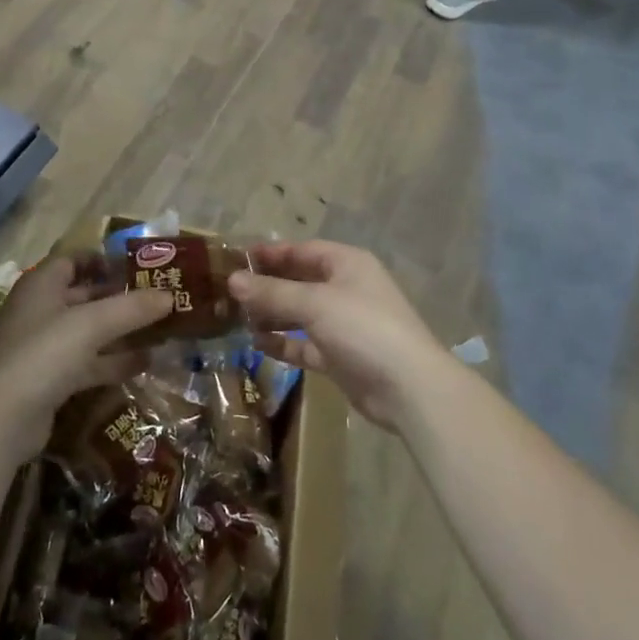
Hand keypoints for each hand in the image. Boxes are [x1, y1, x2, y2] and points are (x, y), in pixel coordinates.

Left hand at [0, 255, 175, 465]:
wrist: (3, 420)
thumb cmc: (44, 353)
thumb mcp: (92, 324)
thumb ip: (132, 308)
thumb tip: (170, 295)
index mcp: (42, 285)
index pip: (74, 259)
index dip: (104, 259)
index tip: (139, 265)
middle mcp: (41, 310)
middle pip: (85, 295)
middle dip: (120, 296)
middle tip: (159, 297)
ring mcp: (44, 346)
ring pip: (89, 331)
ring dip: (121, 330)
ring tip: (161, 329)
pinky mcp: (51, 379)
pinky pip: (88, 361)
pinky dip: (113, 360)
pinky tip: (145, 363)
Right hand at [229, 241, 450, 432]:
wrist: (409, 389)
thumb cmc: (363, 328)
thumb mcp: (314, 304)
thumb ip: (272, 292)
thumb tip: (232, 280)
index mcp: (347, 264)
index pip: (301, 250)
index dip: (269, 254)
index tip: (235, 259)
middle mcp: (346, 288)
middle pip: (299, 281)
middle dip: (267, 286)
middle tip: (229, 291)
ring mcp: (344, 324)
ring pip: (300, 313)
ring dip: (272, 315)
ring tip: (236, 318)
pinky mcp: (341, 356)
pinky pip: (305, 344)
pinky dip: (284, 343)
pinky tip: (257, 344)